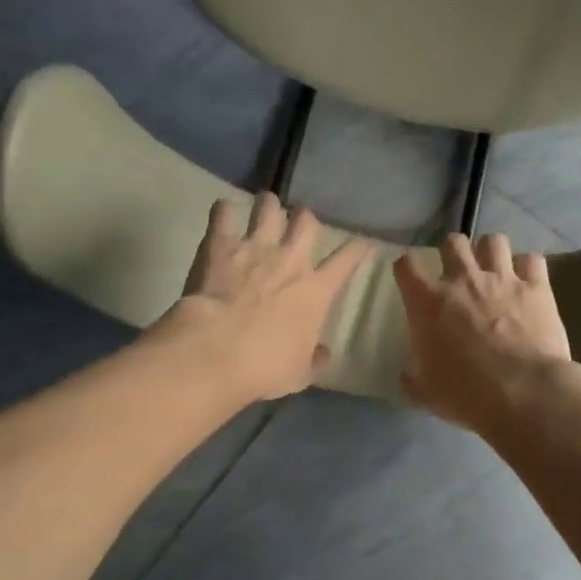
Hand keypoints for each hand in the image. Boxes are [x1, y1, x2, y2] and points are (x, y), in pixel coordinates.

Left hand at [162, 192, 371, 401]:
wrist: (217, 350)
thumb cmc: (265, 366)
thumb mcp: (300, 374)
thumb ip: (314, 359)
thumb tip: (324, 353)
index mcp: (316, 290)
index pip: (347, 260)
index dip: (358, 248)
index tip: (363, 243)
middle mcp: (290, 260)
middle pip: (307, 221)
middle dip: (306, 219)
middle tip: (299, 224)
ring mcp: (255, 247)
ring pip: (269, 207)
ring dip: (269, 205)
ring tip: (265, 206)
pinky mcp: (220, 244)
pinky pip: (223, 212)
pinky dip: (224, 210)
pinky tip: (223, 212)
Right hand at [393, 233, 580, 434]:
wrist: (523, 394)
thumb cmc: (466, 394)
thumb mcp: (425, 392)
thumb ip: (412, 377)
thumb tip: (408, 374)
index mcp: (428, 301)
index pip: (407, 264)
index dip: (407, 269)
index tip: (411, 281)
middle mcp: (463, 280)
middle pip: (453, 242)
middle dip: (452, 252)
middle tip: (457, 273)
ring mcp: (503, 279)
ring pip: (494, 241)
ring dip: (491, 252)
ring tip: (493, 270)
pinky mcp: (537, 287)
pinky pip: (532, 260)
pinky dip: (528, 267)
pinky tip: (527, 282)